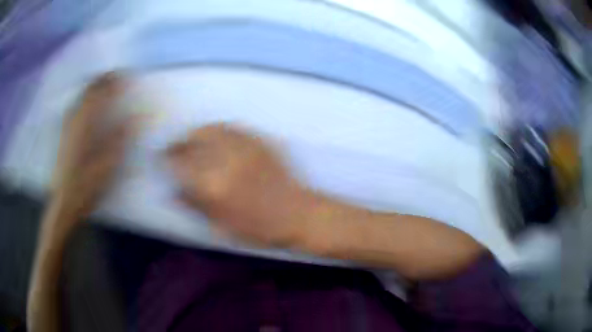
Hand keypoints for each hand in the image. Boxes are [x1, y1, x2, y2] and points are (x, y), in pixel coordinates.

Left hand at [51, 73, 139, 224]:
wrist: (65, 201)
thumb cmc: (87, 185)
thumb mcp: (108, 166)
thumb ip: (121, 139)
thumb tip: (136, 118)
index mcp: (86, 123)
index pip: (102, 91)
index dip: (115, 81)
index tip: (127, 76)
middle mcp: (75, 118)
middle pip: (90, 88)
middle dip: (104, 79)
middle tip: (117, 78)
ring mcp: (68, 125)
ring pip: (81, 95)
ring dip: (94, 87)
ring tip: (105, 87)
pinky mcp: (64, 133)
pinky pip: (75, 106)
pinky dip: (85, 99)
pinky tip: (89, 106)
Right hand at [167, 123, 314, 246]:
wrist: (297, 214)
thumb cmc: (259, 228)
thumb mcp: (221, 226)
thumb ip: (194, 206)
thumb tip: (171, 192)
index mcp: (213, 186)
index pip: (180, 164)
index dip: (167, 159)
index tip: (162, 158)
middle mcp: (225, 161)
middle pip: (192, 142)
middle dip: (178, 143)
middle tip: (173, 147)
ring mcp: (243, 148)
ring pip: (210, 129)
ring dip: (195, 132)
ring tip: (190, 139)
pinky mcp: (258, 142)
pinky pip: (232, 127)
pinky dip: (217, 129)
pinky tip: (214, 135)